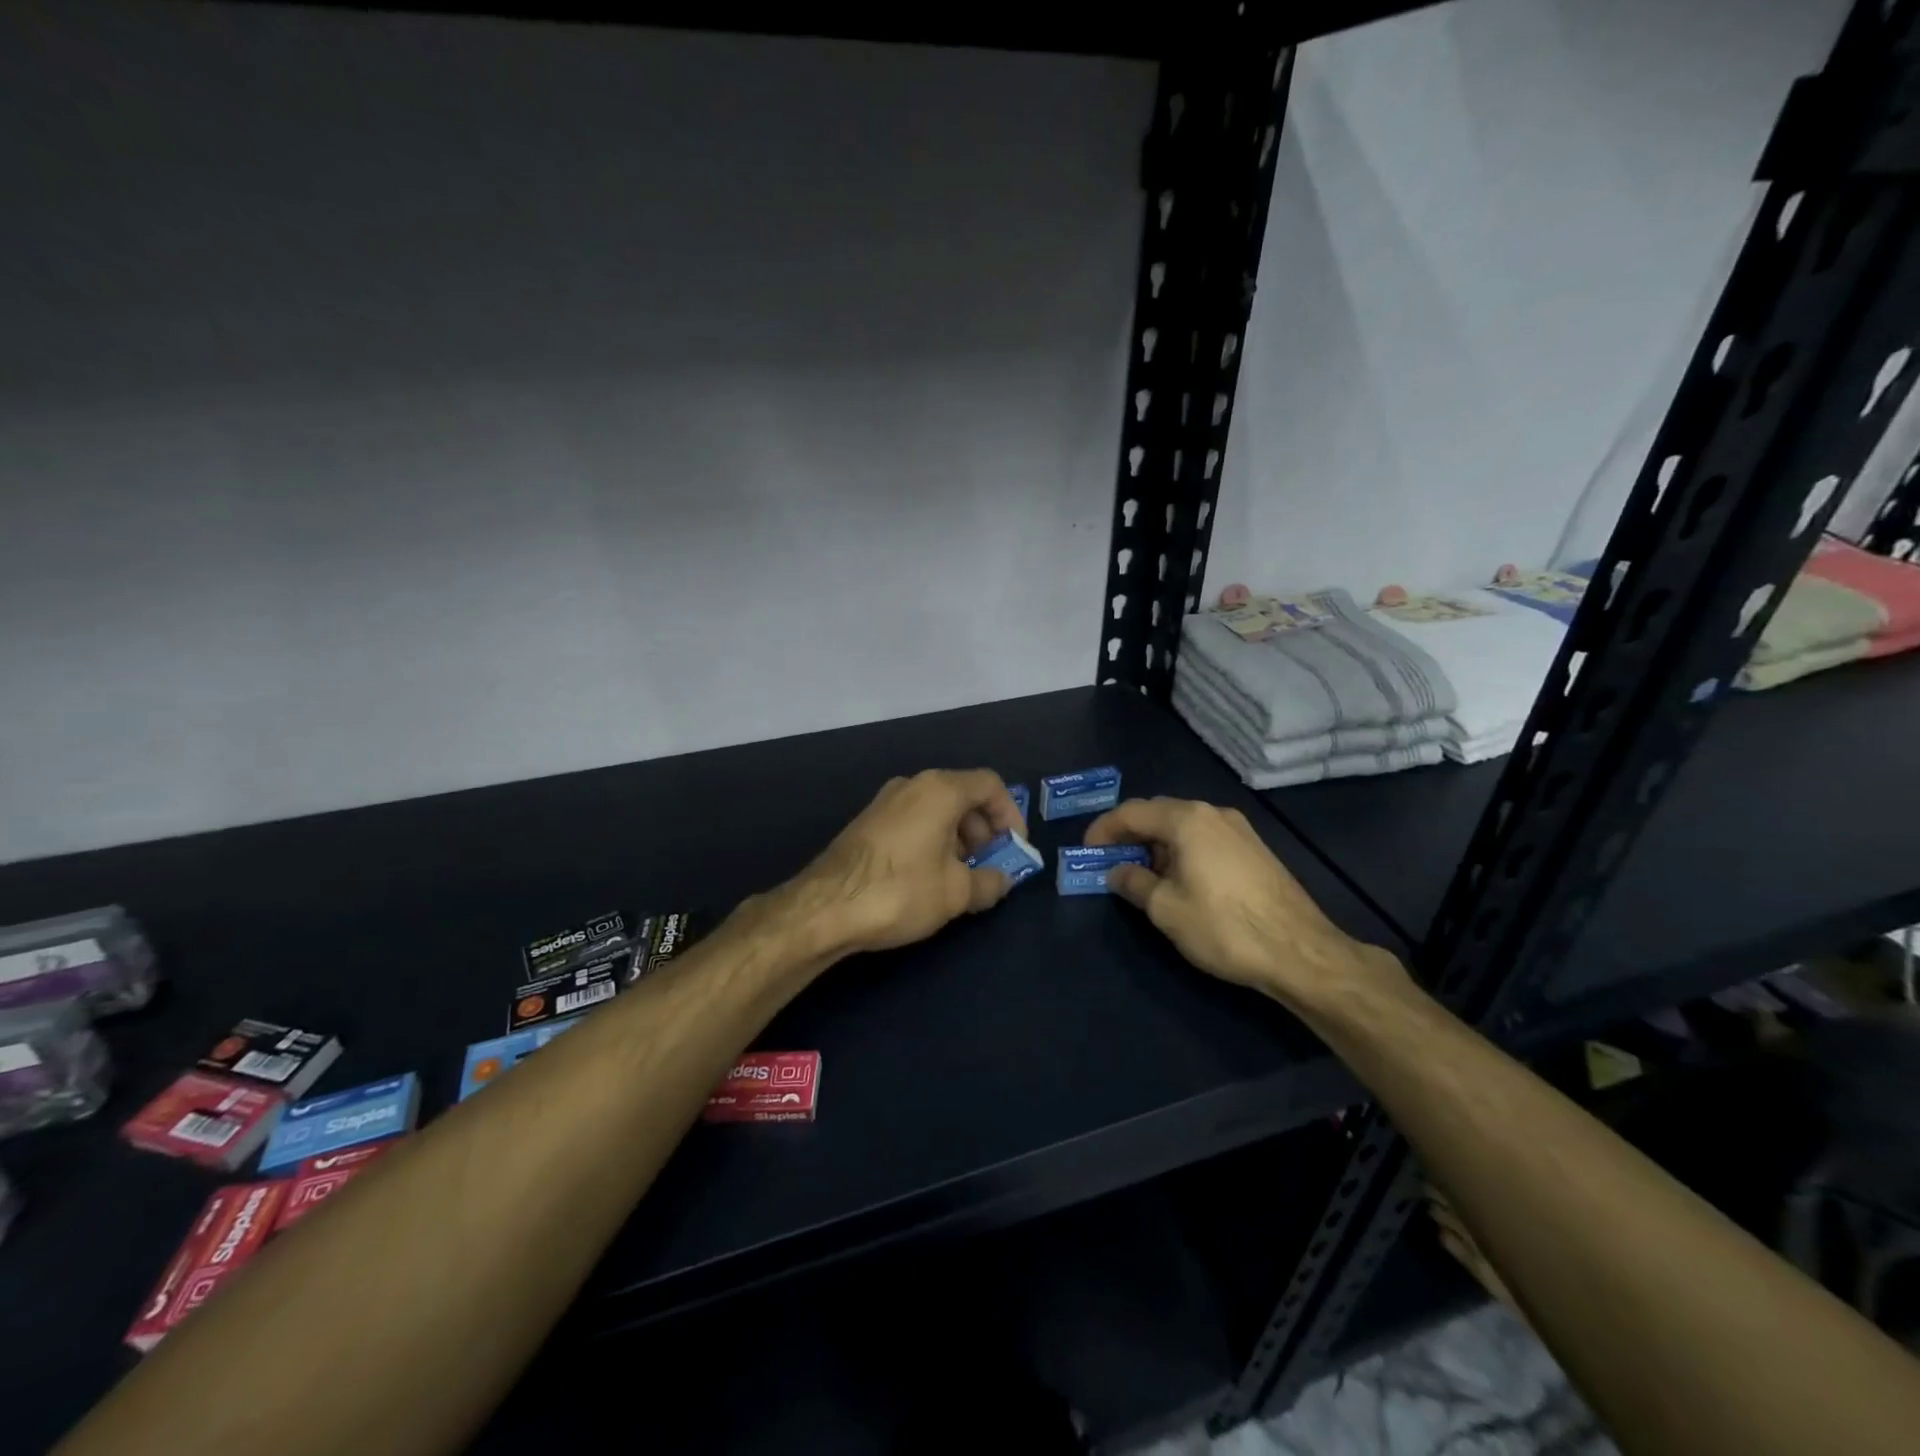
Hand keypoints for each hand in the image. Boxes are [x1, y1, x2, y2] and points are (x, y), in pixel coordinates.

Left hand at [782, 769, 1025, 959]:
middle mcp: (912, 785)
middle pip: (963, 795)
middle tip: (989, 866)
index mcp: (940, 790)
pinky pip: (914, 820)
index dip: (1010, 815)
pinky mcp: (868, 822)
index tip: (1014, 848)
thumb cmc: (901, 890)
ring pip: (937, 809)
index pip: (990, 785)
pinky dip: (932, 840)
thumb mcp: (956, 892)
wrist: (825, 907)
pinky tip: (928, 877)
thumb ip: (990, 883)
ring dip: (958, 838)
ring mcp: (886, 801)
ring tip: (960, 878)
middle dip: (984, 830)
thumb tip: (1003, 881)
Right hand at [1083, 797, 1406, 1012]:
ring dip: (1156, 845)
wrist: (1300, 952)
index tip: (1086, 851)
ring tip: (1141, 876)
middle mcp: (1213, 813)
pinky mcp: (1254, 849)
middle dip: (1129, 836)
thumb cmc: (1224, 927)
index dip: (1103, 829)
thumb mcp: (1166, 909)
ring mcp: (1238, 829)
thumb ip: (1134, 883)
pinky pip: (1204, 839)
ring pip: (1183, 827)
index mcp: (1187, 819)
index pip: (1132, 812)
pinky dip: (1181, 852)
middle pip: (1158, 814)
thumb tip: (1117, 871)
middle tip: (1109, 863)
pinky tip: (1178, 880)